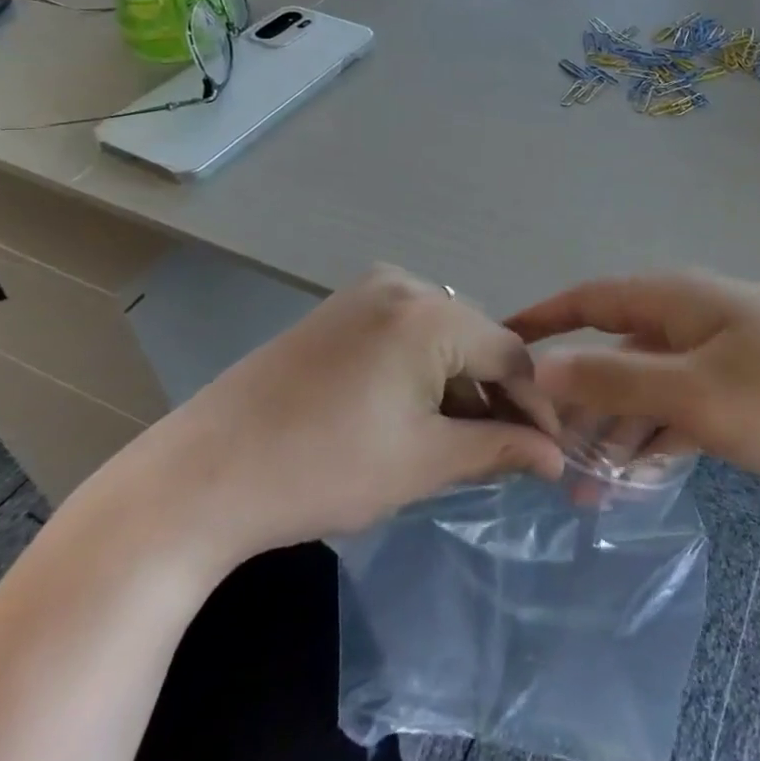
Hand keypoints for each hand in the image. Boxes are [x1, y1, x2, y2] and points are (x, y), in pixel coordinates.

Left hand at [80, 266, 565, 583]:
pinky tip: (414, 414)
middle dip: (495, 395)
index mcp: (430, 314)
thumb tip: (557, 455)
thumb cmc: (325, 469)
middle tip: (509, 451)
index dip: (536, 405)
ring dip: (458, 385)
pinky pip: (403, 334)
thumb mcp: (424, 462)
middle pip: (476, 340)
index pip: (510, 355)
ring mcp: (364, 292)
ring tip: (462, 440)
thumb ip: (500, 448)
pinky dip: (421, 372)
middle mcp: (403, 284)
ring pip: (440, 337)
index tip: (553, 451)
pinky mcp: (337, 310)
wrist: (202, 476)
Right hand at [506, 271, 759, 494]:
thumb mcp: (699, 393)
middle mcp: (689, 316)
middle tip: (539, 448)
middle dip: (576, 396)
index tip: (496, 349)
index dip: (539, 319)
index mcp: (672, 300)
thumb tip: (542, 365)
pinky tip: (639, 478)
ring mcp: (719, 351)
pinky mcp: (745, 386)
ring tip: (583, 486)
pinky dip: (659, 437)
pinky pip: (683, 407)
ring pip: (647, 385)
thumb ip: (616, 379)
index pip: (586, 298)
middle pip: (612, 348)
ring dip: (617, 428)